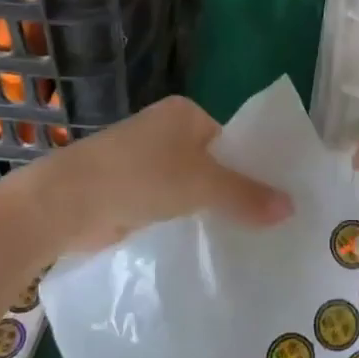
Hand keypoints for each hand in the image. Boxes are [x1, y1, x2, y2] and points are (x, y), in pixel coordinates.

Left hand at [13, 96, 291, 256]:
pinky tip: (203, 244)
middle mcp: (165, 131)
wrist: (66, 202)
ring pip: (190, 186)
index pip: (231, 140)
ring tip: (243, 240)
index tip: (276, 201)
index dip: (254, 168)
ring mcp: (144, 161)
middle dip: (233, 192)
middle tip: (267, 226)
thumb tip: (292, 207)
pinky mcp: (128, 190)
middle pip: (212, 163)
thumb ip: (246, 195)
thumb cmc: (140, 177)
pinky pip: (168, 204)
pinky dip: (183, 220)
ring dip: (207, 210)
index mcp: (185, 113)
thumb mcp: (202, 185)